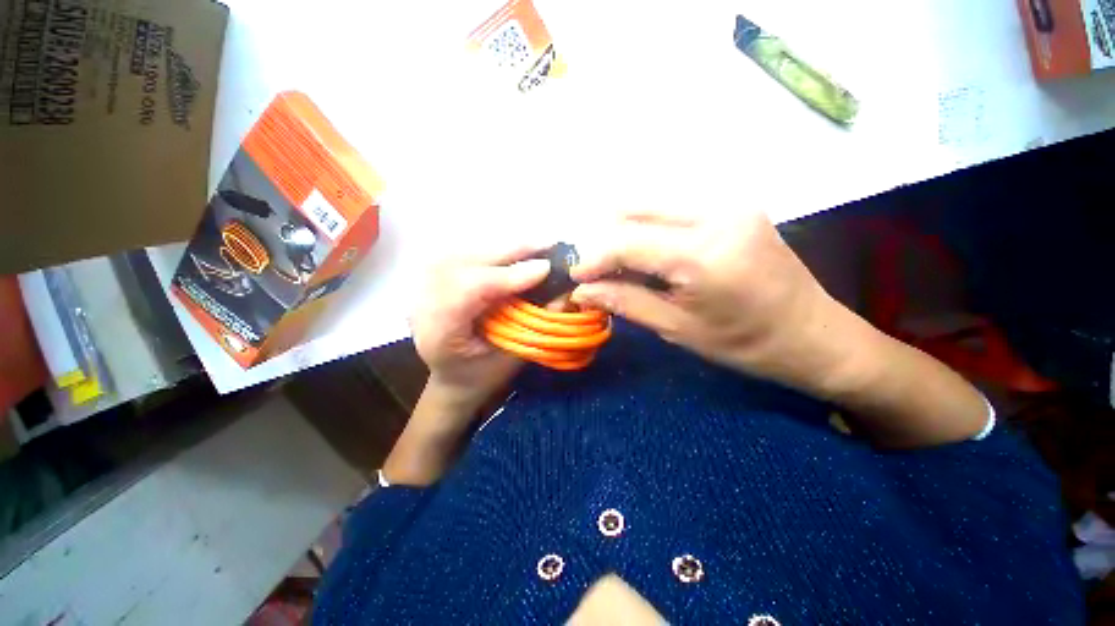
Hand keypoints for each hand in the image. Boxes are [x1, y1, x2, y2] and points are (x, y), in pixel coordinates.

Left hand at [410, 243, 550, 415]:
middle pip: (465, 263)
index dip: (508, 276)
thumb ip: (534, 325)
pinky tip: (515, 252)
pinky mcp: (435, 277)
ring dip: (504, 248)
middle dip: (510, 252)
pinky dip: (494, 251)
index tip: (545, 268)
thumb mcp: (511, 358)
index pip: (469, 291)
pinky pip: (466, 254)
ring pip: (465, 252)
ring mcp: (424, 286)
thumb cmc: (483, 376)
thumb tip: (564, 293)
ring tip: (537, 246)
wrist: (453, 378)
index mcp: (439, 333)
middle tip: (548, 244)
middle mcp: (424, 303)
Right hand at [569, 209, 858, 396]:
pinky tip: (648, 254)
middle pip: (633, 208)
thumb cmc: (745, 344)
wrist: (813, 334)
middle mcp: (715, 212)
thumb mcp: (677, 329)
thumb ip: (625, 302)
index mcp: (703, 253)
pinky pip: (672, 207)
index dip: (591, 257)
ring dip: (624, 231)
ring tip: (619, 265)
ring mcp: (727, 202)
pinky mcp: (732, 204)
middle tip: (596, 272)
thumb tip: (581, 291)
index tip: (576, 278)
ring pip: (650, 203)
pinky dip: (647, 227)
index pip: (626, 240)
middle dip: (604, 239)